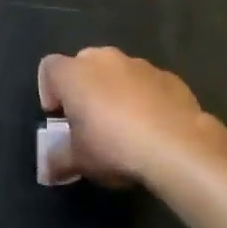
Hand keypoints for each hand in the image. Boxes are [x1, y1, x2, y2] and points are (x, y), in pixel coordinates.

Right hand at [37, 47, 208, 185]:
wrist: (178, 146)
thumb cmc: (115, 147)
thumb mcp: (79, 161)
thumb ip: (58, 160)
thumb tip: (47, 168)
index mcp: (74, 73)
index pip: (49, 68)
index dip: (48, 90)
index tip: (59, 117)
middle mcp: (104, 59)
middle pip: (85, 65)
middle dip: (84, 88)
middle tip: (90, 121)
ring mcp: (140, 65)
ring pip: (119, 73)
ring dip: (116, 92)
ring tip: (125, 127)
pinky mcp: (169, 77)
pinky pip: (148, 84)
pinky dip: (145, 98)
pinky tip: (154, 127)